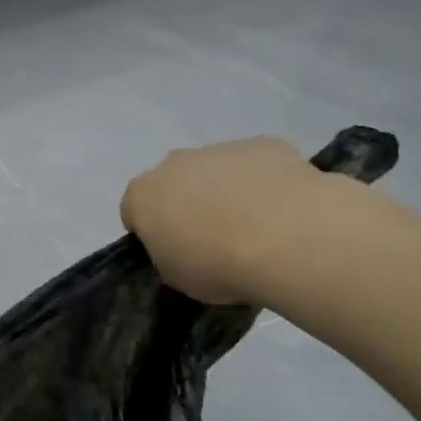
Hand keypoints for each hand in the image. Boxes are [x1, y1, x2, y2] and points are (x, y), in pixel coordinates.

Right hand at [121, 136, 364, 304]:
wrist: (286, 238)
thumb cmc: (217, 264)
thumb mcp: (176, 276)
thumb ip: (169, 254)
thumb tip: (183, 245)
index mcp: (143, 195)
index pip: (133, 210)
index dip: (151, 231)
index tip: (173, 251)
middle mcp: (174, 163)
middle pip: (174, 182)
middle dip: (187, 203)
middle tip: (213, 238)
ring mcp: (219, 149)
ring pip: (216, 170)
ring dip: (226, 191)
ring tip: (256, 227)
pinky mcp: (263, 144)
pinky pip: (256, 164)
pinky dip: (264, 182)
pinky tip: (284, 211)